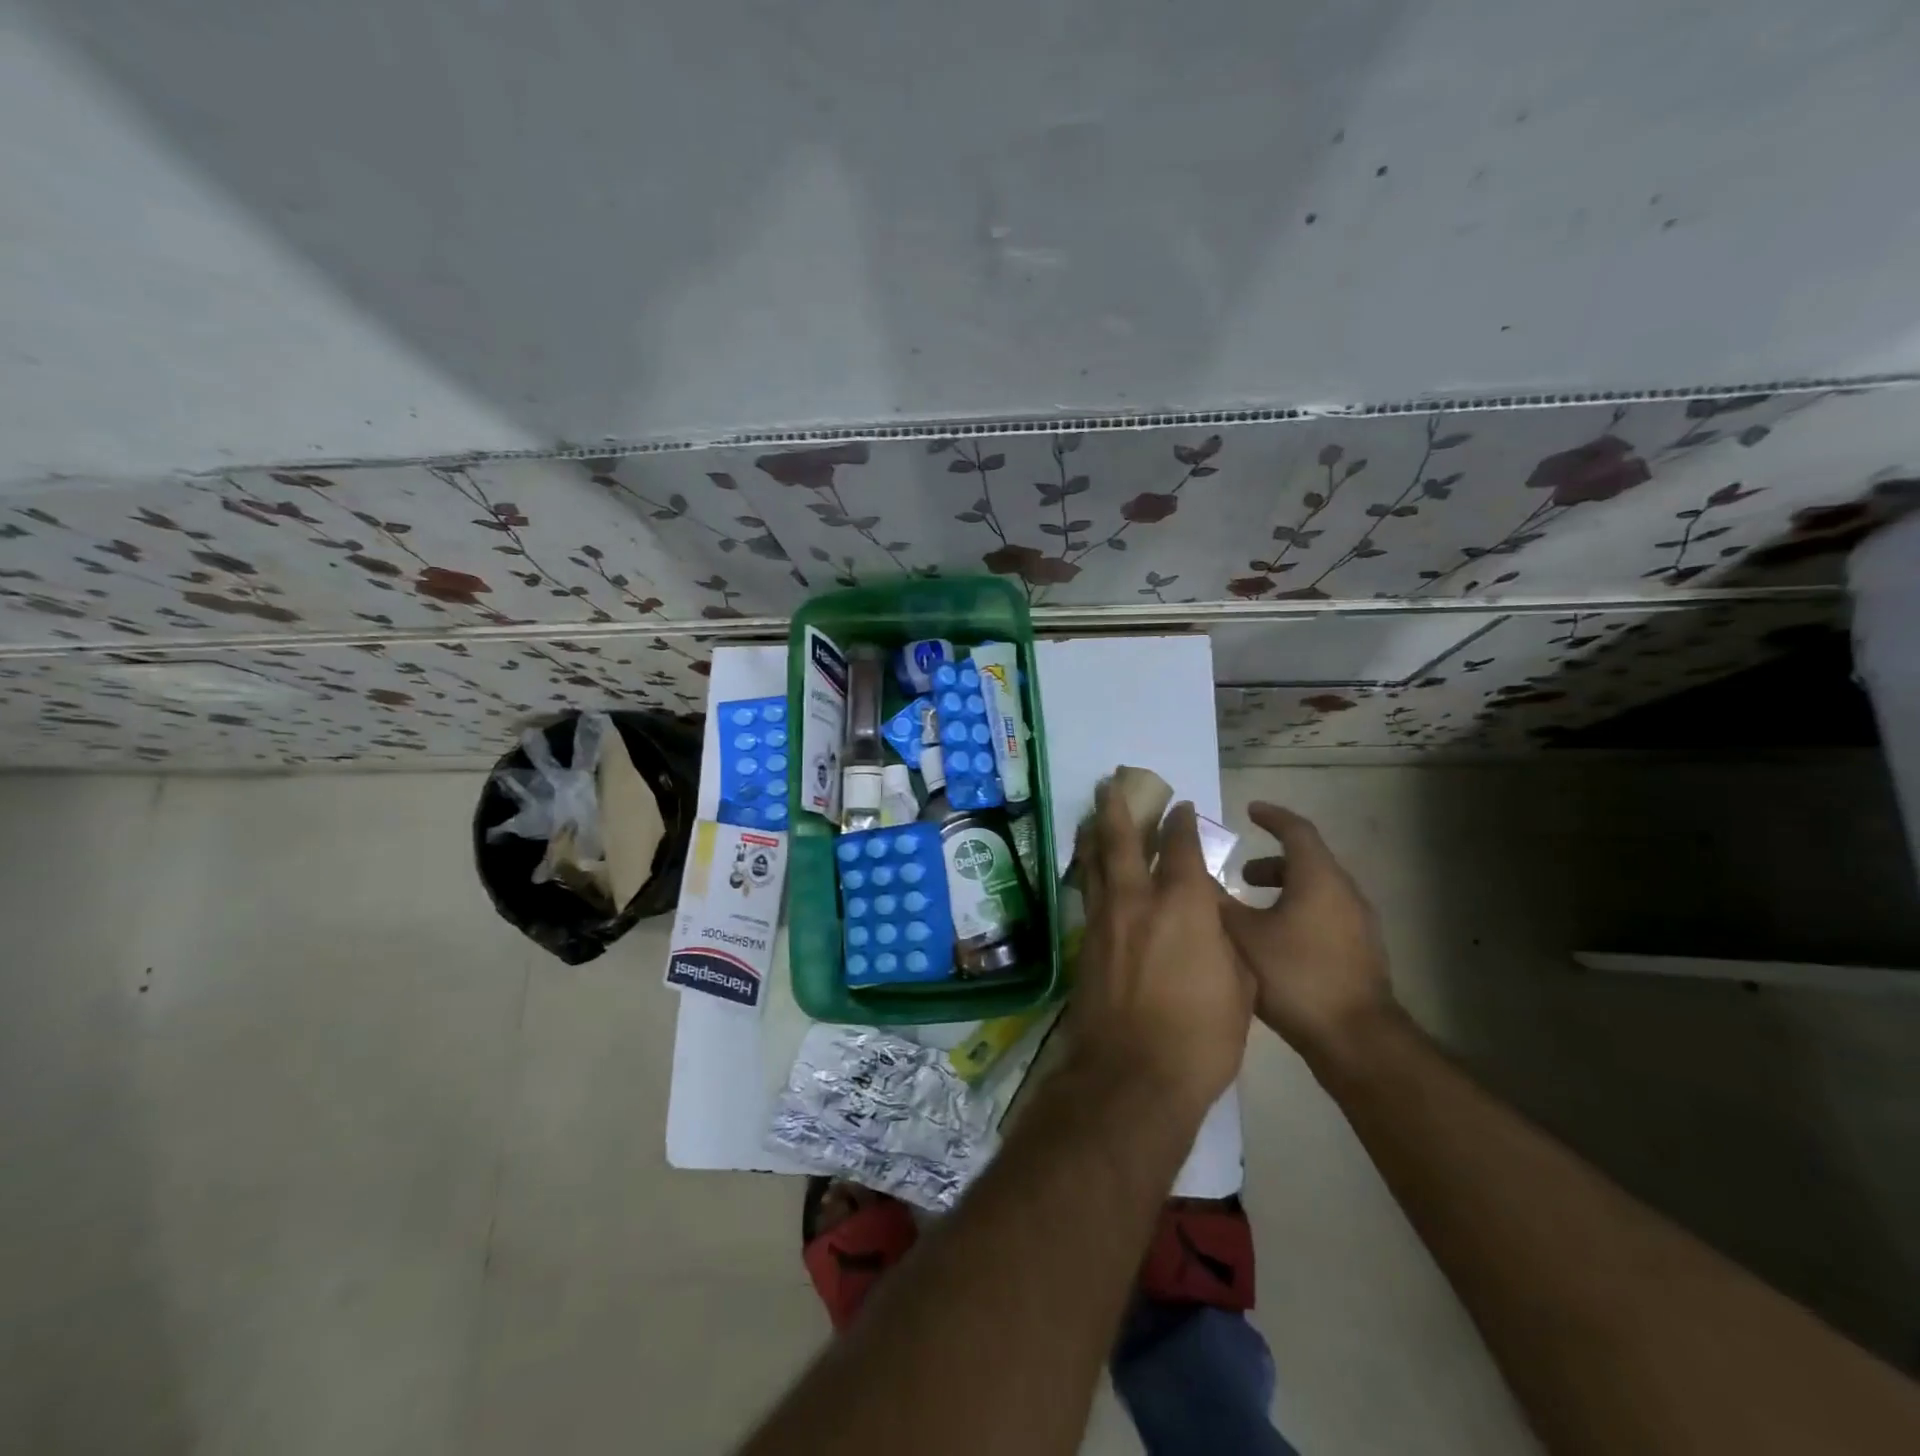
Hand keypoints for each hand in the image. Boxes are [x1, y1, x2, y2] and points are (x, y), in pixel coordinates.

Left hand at [1071, 782, 1254, 1120]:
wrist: (1133, 1075)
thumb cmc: (1201, 1036)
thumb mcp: (1239, 985)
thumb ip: (1224, 940)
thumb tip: (1212, 919)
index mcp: (1183, 905)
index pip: (1180, 847)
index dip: (1181, 822)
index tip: (1181, 806)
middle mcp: (1138, 901)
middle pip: (1121, 840)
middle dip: (1117, 807)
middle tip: (1110, 782)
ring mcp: (1105, 921)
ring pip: (1095, 863)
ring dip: (1094, 833)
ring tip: (1092, 813)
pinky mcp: (1085, 944)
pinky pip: (1088, 893)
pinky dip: (1089, 871)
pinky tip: (1089, 870)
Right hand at [1218, 802, 1396, 1065]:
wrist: (1356, 1039)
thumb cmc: (1295, 977)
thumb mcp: (1242, 935)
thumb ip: (1216, 901)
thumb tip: (1191, 874)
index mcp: (1319, 878)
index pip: (1296, 830)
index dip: (1271, 816)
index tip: (1249, 811)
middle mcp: (1345, 892)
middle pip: (1308, 861)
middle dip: (1271, 861)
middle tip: (1240, 872)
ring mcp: (1359, 924)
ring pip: (1317, 890)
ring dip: (1284, 889)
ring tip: (1253, 909)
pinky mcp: (1361, 951)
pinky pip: (1326, 914)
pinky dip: (1298, 911)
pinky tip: (1276, 942)